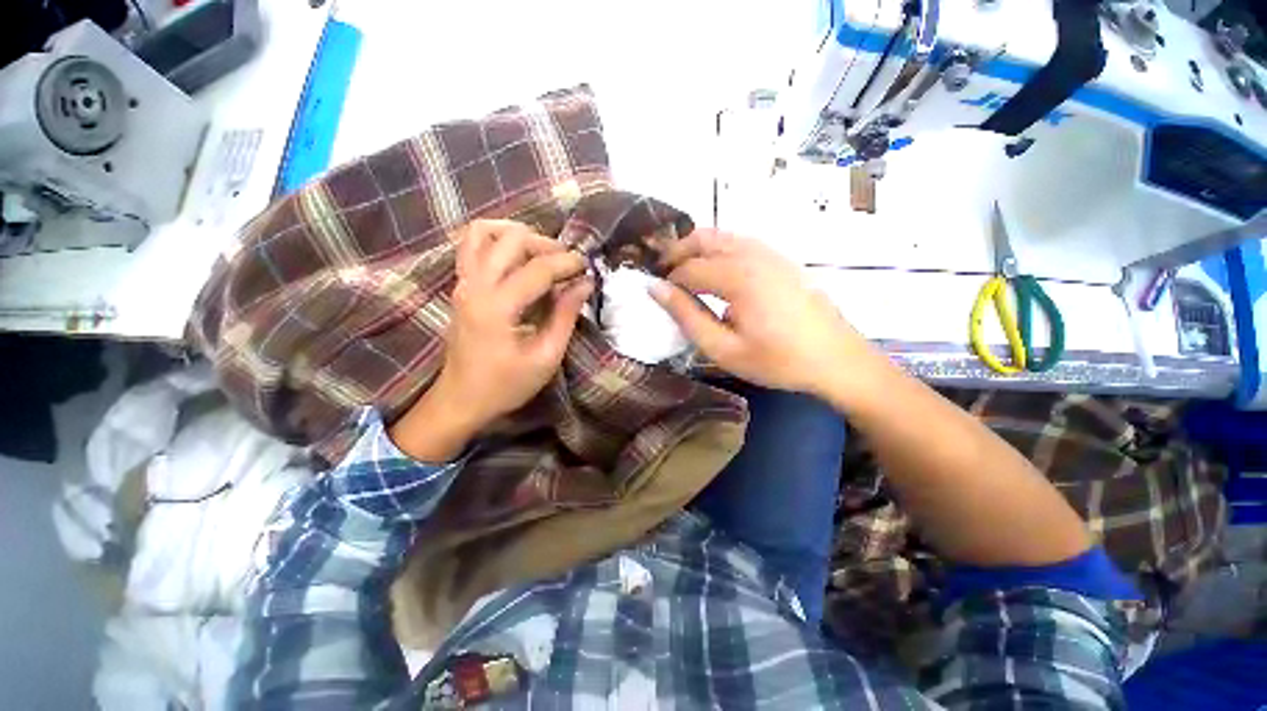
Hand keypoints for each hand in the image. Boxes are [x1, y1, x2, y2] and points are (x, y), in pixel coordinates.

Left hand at [389, 220, 592, 460]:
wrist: (461, 400)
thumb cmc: (506, 385)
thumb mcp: (546, 356)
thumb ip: (565, 316)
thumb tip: (585, 284)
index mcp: (497, 306)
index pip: (538, 268)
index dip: (567, 263)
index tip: (588, 268)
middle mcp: (475, 285)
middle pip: (511, 239)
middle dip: (546, 244)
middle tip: (567, 263)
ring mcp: (462, 282)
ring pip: (485, 232)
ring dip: (518, 235)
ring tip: (542, 253)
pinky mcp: (460, 286)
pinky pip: (472, 245)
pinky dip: (497, 240)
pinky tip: (517, 257)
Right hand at [649, 229, 872, 395]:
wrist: (837, 360)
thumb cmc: (777, 361)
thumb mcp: (724, 349)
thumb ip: (687, 317)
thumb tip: (656, 290)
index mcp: (738, 276)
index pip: (689, 268)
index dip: (668, 281)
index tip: (656, 295)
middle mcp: (753, 254)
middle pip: (703, 238)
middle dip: (677, 252)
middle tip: (662, 274)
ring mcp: (770, 252)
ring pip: (722, 236)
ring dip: (697, 249)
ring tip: (683, 274)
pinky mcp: (781, 259)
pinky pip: (740, 242)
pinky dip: (718, 250)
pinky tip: (716, 273)